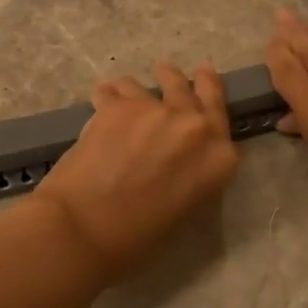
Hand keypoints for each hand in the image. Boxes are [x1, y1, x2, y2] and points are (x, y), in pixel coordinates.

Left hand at [35, 62, 239, 277]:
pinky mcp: (119, 105)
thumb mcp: (185, 207)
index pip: (221, 119)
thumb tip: (179, 158)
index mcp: (219, 158)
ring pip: (152, 86)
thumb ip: (192, 173)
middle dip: (185, 80)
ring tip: (130, 88)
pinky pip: (115, 90)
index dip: (211, 101)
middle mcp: (196, 126)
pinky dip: (109, 95)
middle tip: (172, 71)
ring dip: (141, 89)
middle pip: (195, 90)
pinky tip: (102, 98)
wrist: (86, 227)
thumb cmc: (138, 235)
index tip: (205, 88)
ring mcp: (157, 110)